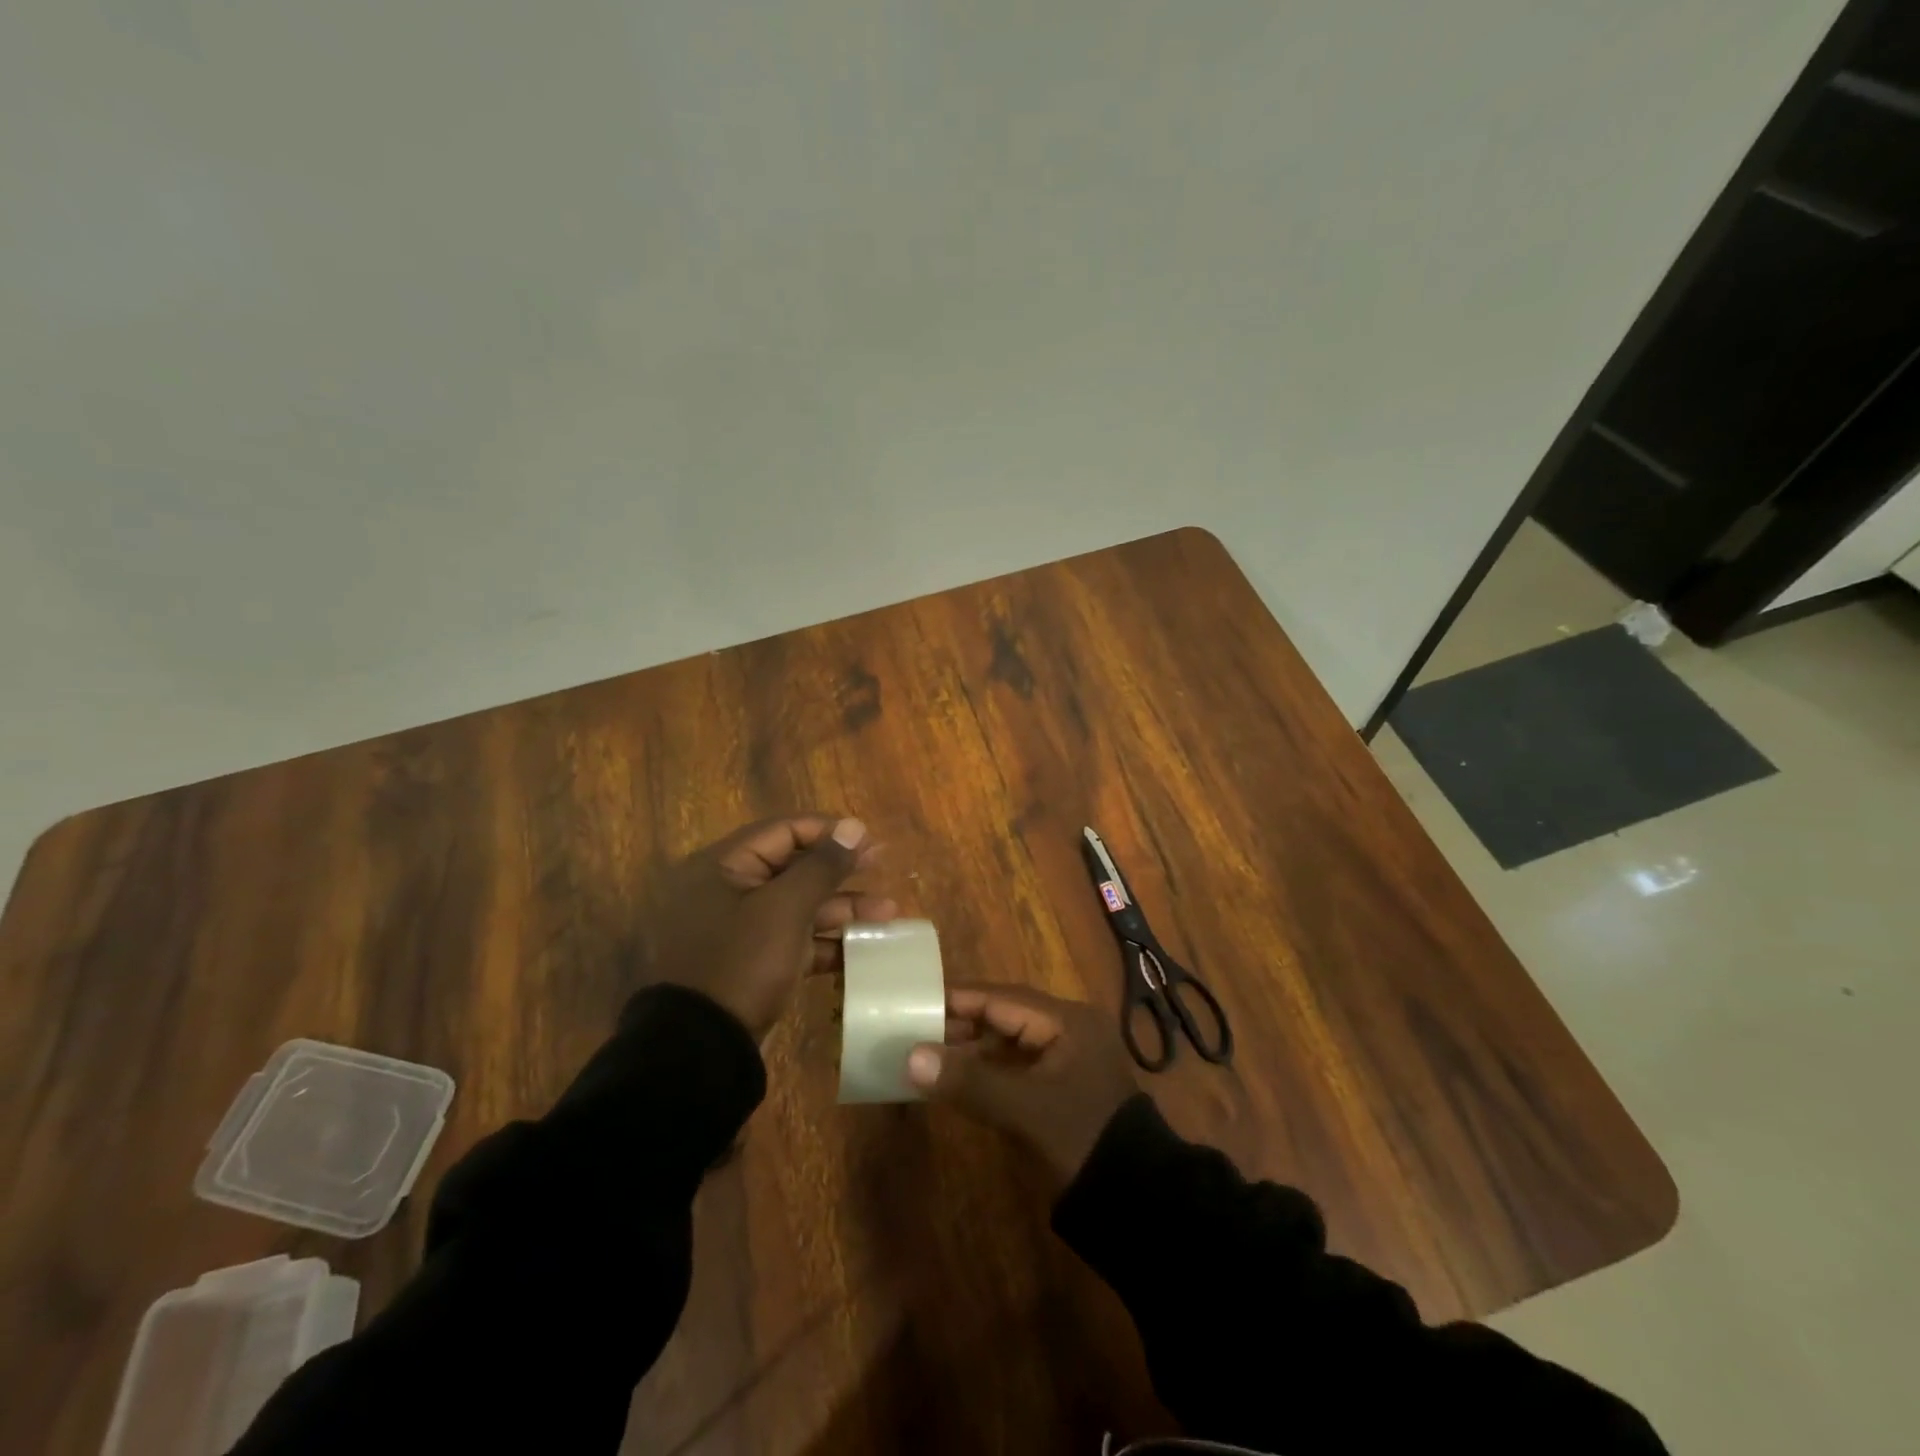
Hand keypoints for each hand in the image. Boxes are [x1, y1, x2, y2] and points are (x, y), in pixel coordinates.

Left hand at [642, 815, 894, 1038]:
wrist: (701, 1050)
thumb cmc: (742, 963)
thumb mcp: (785, 909)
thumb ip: (822, 866)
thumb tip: (854, 826)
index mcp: (723, 866)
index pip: (783, 831)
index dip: (828, 831)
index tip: (869, 839)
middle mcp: (728, 891)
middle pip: (793, 868)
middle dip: (841, 870)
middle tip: (883, 865)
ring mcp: (740, 930)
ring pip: (798, 906)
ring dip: (842, 908)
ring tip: (888, 913)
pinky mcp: (752, 963)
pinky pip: (794, 940)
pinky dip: (826, 942)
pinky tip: (864, 947)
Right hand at [906, 984, 1138, 1182]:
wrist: (1135, 1201)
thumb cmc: (1080, 1138)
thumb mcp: (1023, 1108)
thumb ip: (968, 1080)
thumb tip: (911, 1057)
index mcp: (1067, 1021)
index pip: (1002, 998)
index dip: (958, 1000)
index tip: (915, 1000)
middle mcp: (1067, 1031)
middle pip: (1004, 1016)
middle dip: (960, 1024)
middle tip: (912, 1030)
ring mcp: (1065, 1061)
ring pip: (1007, 1044)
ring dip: (970, 1051)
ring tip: (924, 1055)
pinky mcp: (1060, 1090)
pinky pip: (1014, 1068)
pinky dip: (986, 1073)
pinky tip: (955, 1081)